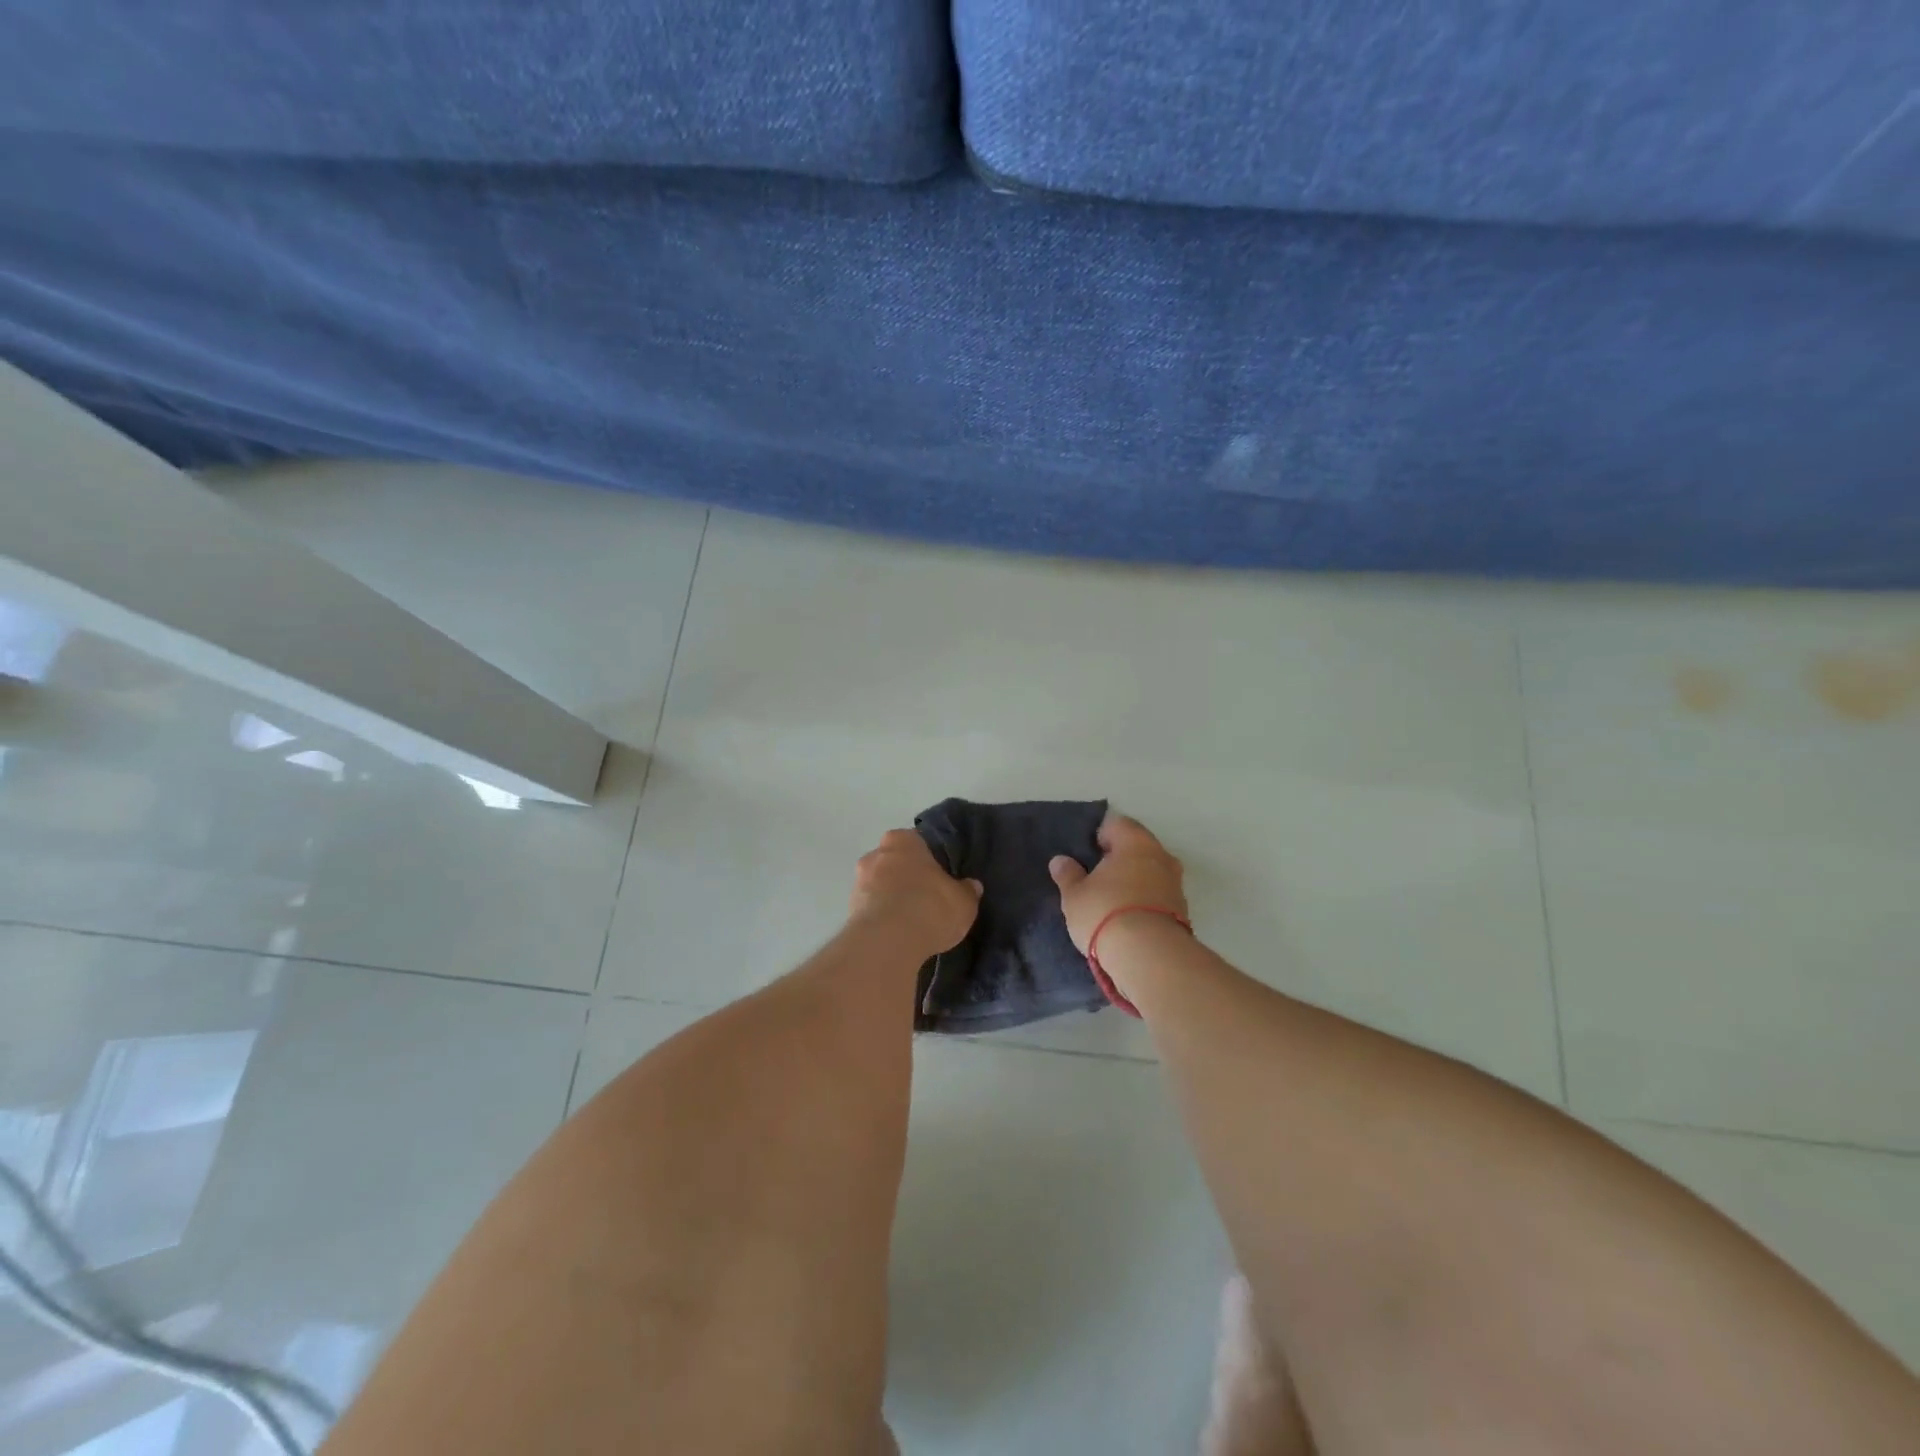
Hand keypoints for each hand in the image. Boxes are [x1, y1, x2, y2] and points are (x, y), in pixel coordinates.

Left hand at [848, 830, 981, 957]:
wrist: (888, 943)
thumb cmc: (929, 907)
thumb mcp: (963, 901)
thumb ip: (967, 890)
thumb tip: (971, 886)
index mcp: (902, 840)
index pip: (917, 843)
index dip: (929, 860)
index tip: (939, 876)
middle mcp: (875, 854)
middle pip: (895, 863)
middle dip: (907, 878)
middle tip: (927, 898)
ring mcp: (858, 883)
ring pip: (880, 887)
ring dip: (892, 899)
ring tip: (912, 922)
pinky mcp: (849, 911)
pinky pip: (872, 910)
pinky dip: (883, 919)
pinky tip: (898, 936)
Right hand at [1048, 812, 1187, 953]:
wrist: (1150, 957)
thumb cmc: (1106, 913)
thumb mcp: (1075, 895)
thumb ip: (1068, 874)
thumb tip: (1060, 860)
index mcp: (1135, 842)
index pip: (1116, 824)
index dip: (1098, 836)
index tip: (1085, 855)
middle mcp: (1161, 856)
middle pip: (1137, 847)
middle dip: (1119, 859)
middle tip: (1096, 877)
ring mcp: (1176, 884)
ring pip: (1150, 872)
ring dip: (1134, 881)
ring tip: (1111, 900)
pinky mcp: (1183, 911)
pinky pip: (1158, 896)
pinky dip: (1144, 901)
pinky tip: (1128, 918)